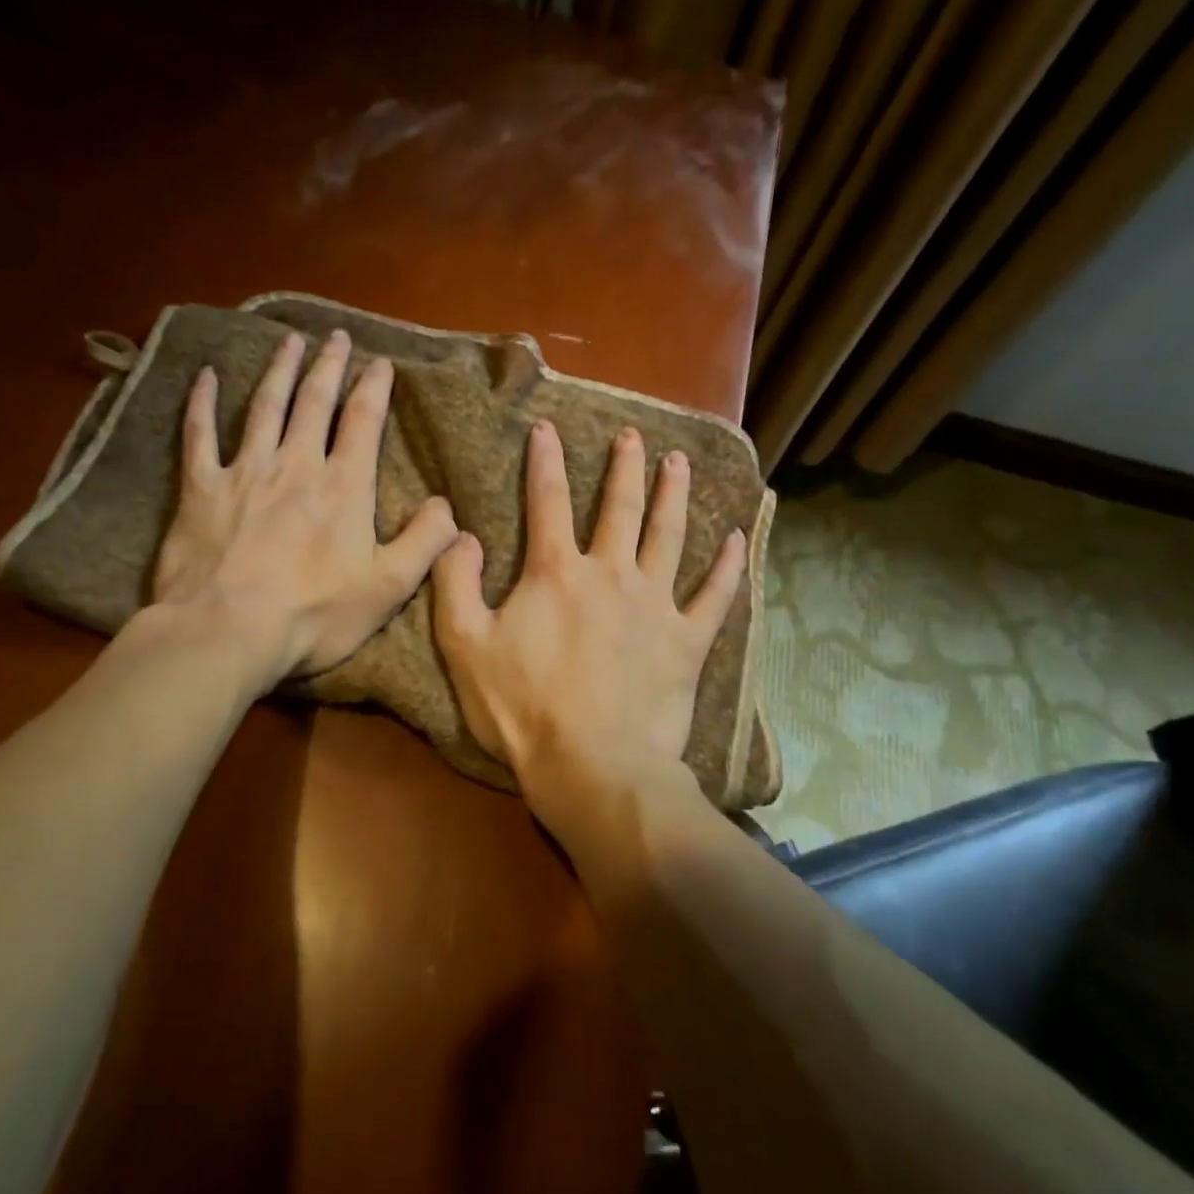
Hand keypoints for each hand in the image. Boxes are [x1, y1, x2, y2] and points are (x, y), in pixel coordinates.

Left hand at [150, 330, 457, 686]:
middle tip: (336, 336)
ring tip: (289, 341)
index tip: (380, 362)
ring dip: (280, 371)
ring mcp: (245, 471)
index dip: (374, 388)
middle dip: (329, 365)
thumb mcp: (389, 587)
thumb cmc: (315, 614)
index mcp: (343, 487)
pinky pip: (200, 434)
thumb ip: (425, 542)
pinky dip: (203, 403)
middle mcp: (296, 465)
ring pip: (265, 407)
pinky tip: (206, 376)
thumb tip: (448, 506)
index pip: (363, 422)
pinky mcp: (201, 488)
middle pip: (315, 402)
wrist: (227, 631)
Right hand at [432, 419, 745, 832]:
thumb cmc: (523, 709)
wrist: (592, 766)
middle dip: (624, 467)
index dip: (544, 460)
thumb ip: (455, 584)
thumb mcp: (465, 646)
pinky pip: (715, 596)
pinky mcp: (686, 641)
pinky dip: (728, 567)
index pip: (547, 500)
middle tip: (634, 436)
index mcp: (556, 573)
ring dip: (675, 495)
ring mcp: (655, 605)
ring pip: (669, 536)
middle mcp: (610, 573)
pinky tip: (738, 539)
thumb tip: (461, 535)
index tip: (547, 427)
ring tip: (680, 463)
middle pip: (620, 507)